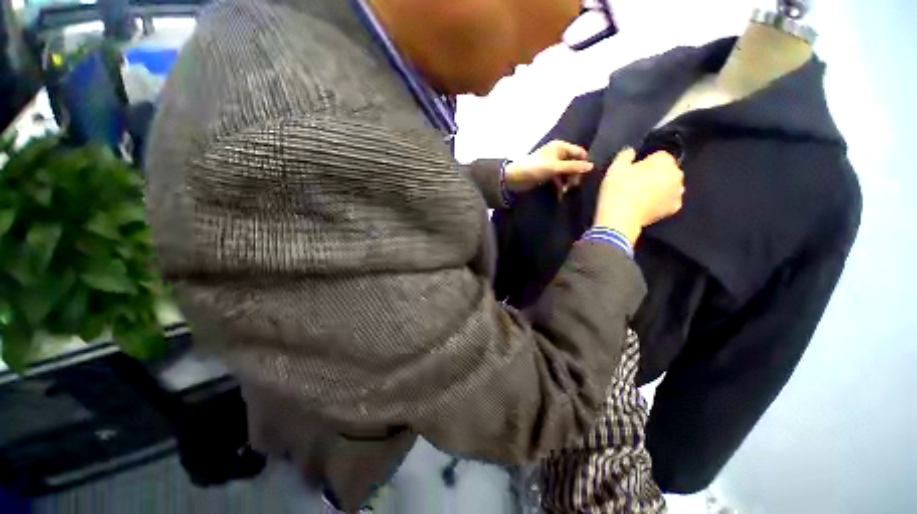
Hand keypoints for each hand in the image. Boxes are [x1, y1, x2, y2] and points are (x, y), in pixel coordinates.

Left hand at [503, 140, 594, 192]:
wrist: (515, 178)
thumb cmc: (535, 168)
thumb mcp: (556, 167)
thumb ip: (573, 167)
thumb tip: (592, 166)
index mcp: (560, 147)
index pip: (579, 153)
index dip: (583, 163)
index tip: (585, 176)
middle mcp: (558, 154)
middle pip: (573, 164)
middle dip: (575, 175)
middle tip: (573, 186)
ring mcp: (552, 165)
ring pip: (566, 173)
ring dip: (567, 182)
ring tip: (565, 191)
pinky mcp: (547, 175)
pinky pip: (558, 180)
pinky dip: (559, 186)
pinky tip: (560, 195)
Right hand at [594, 148, 684, 244]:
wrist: (619, 219)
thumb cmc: (618, 191)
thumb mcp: (615, 168)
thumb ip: (625, 154)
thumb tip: (630, 152)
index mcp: (665, 162)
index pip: (659, 156)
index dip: (645, 162)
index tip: (633, 171)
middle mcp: (677, 175)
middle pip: (666, 170)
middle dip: (655, 174)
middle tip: (635, 183)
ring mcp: (677, 193)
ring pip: (668, 185)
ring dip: (659, 187)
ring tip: (640, 195)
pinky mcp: (673, 209)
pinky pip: (667, 200)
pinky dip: (659, 201)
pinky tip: (645, 204)